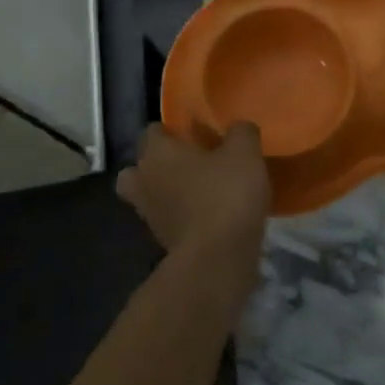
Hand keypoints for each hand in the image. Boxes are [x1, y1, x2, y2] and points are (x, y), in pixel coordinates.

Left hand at [116, 122, 269, 274]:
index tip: (194, 133)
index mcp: (157, 152)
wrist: (217, 257)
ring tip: (199, 189)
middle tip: (189, 162)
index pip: (152, 131)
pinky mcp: (162, 241)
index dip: (171, 130)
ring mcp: (149, 214)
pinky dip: (180, 215)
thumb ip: (241, 133)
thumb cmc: (225, 194)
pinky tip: (209, 213)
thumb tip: (239, 127)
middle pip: (139, 167)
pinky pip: (167, 219)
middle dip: (157, 164)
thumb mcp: (245, 153)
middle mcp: (144, 180)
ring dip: (167, 192)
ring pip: (149, 195)